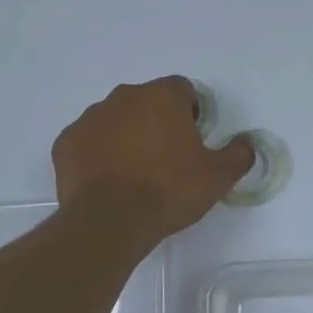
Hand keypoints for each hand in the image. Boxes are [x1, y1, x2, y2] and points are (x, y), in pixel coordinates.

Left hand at [53, 77, 254, 239]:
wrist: (109, 222)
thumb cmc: (168, 191)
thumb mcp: (217, 177)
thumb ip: (238, 154)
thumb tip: (247, 143)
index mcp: (161, 96)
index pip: (182, 90)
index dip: (191, 113)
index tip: (192, 141)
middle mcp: (123, 97)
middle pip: (146, 102)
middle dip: (157, 123)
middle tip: (166, 160)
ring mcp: (90, 118)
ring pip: (115, 120)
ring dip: (126, 137)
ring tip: (135, 174)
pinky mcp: (66, 142)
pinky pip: (88, 142)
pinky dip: (98, 155)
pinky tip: (108, 182)